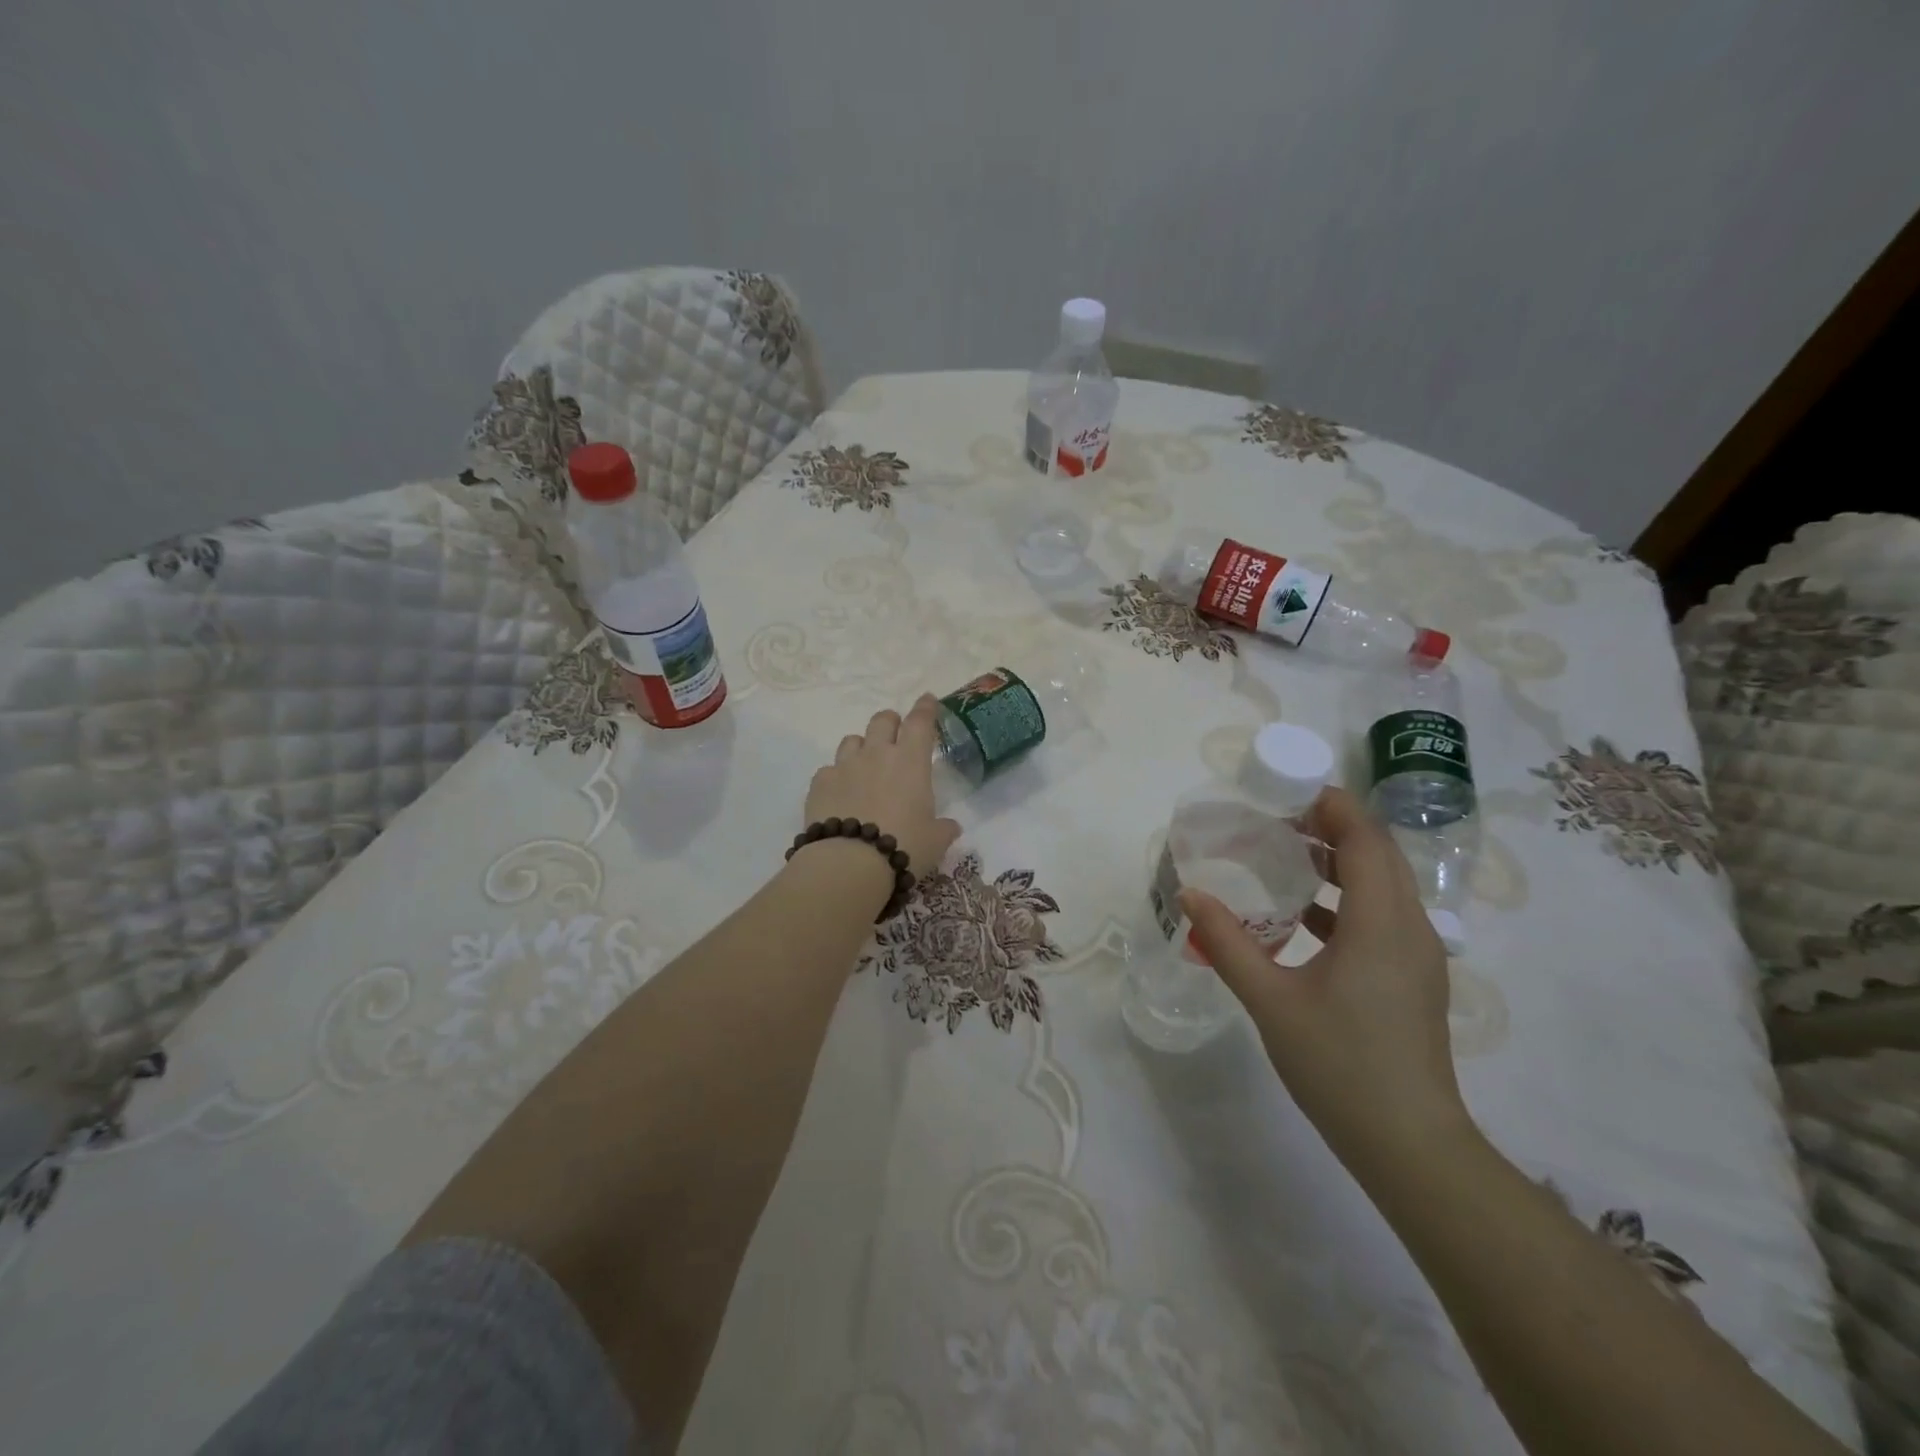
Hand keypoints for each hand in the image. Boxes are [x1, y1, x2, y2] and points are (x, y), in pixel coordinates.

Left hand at [804, 697, 961, 877]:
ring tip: (864, 766)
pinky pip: (829, 770)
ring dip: (862, 747)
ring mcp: (845, 766)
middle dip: (891, 722)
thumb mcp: (935, 841)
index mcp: (910, 761)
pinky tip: (840, 795)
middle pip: (882, 720)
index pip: (920, 722)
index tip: (927, 699)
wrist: (850, 864)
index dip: (925, 708)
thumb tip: (951, 827)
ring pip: (852, 740)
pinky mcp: (820, 783)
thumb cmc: (904, 846)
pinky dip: (837, 777)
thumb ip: (944, 829)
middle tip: (895, 735)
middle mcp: (877, 754)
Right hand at [1182, 787, 1471, 1169]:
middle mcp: (1410, 928)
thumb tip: (1190, 893)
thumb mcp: (1270, 1000)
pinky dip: (1344, 900)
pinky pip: (1382, 917)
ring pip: (1383, 886)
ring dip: (1338, 864)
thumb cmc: (1340, 1064)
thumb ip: (1227, 942)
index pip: (1365, 839)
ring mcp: (1418, 956)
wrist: (1410, 1145)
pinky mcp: (1413, 979)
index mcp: (1381, 923)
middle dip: (1331, 829)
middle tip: (1275, 822)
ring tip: (1283, 858)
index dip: (1331, 807)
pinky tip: (1300, 918)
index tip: (1286, 793)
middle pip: (1378, 855)